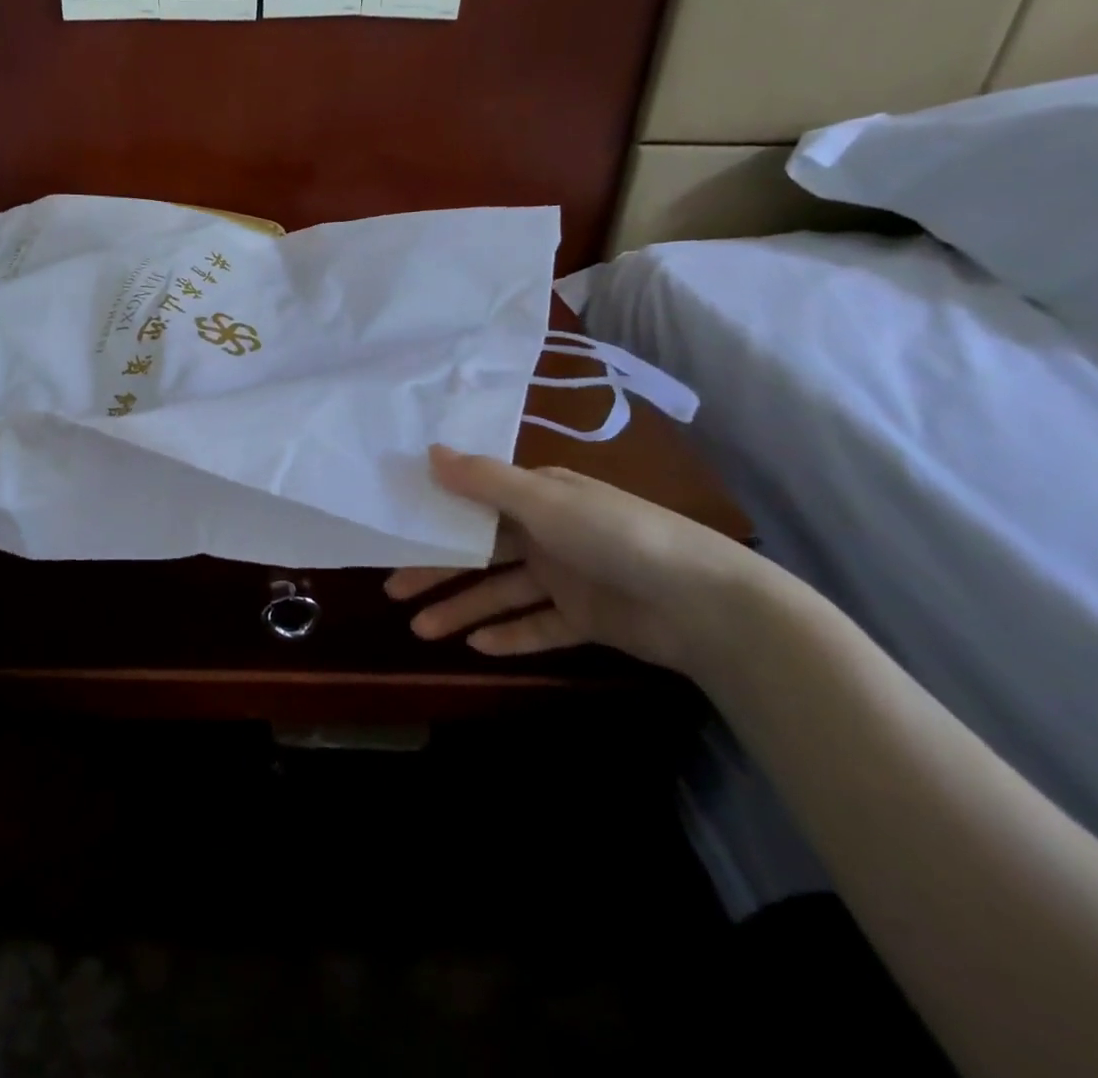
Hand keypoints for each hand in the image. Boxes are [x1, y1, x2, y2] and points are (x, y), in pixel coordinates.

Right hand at [385, 445, 771, 672]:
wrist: (705, 603)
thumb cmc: (614, 535)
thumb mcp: (543, 500)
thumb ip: (483, 480)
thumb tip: (428, 451)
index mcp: (540, 497)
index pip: (476, 505)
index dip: (436, 518)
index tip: (396, 533)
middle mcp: (549, 532)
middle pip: (481, 552)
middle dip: (437, 571)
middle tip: (393, 590)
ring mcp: (567, 577)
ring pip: (502, 593)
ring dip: (463, 609)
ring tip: (422, 631)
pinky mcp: (586, 618)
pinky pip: (538, 626)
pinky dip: (510, 635)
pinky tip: (477, 647)